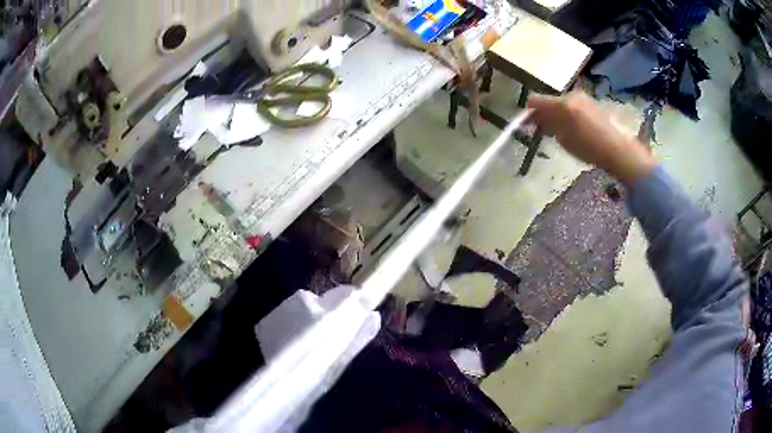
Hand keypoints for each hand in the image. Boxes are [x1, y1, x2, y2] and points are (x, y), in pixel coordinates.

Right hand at [527, 91, 655, 183]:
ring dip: (556, 114)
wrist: (618, 150)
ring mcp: (583, 98)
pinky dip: (568, 114)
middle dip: (544, 114)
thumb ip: (549, 127)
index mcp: (562, 104)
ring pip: (561, 103)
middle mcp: (571, 95)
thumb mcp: (564, 141)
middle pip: (549, 101)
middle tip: (543, 131)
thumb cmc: (590, 148)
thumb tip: (539, 121)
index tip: (526, 125)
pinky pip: (573, 105)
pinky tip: (574, 129)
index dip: (528, 112)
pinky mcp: (592, 103)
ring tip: (560, 132)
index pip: (535, 101)